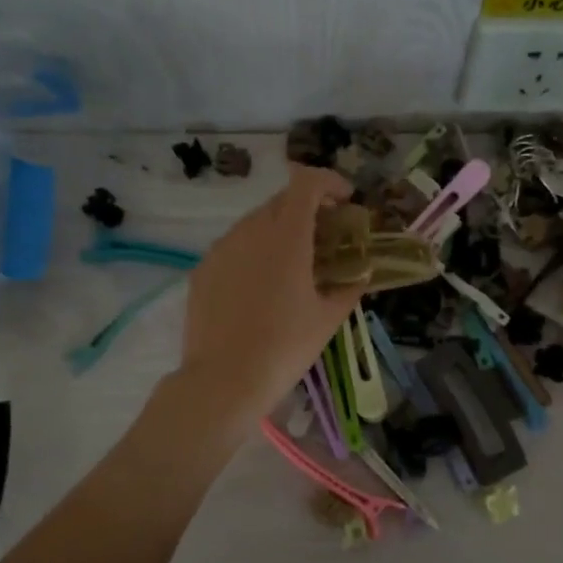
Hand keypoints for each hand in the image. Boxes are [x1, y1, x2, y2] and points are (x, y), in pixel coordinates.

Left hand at [173, 166, 360, 427]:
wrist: (224, 380)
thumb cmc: (285, 347)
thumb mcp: (328, 319)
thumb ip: (349, 288)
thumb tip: (360, 276)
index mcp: (286, 236)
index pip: (306, 182)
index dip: (329, 181)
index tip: (345, 200)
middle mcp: (250, 231)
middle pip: (281, 201)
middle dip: (308, 209)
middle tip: (326, 237)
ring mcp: (221, 249)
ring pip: (254, 223)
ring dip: (279, 231)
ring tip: (293, 264)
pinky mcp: (202, 270)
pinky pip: (233, 247)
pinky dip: (253, 252)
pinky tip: (260, 287)